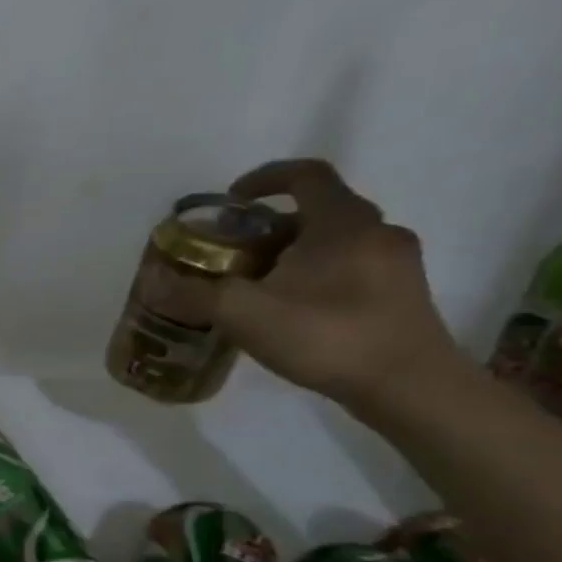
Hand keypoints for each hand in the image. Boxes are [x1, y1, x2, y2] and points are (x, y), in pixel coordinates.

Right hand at [213, 159, 462, 408]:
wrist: (409, 386)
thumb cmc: (326, 335)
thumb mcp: (243, 313)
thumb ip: (193, 293)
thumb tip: (152, 281)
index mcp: (343, 222)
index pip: (305, 175)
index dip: (264, 178)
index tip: (230, 200)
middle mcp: (377, 231)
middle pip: (315, 211)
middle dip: (267, 227)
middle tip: (229, 254)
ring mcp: (396, 263)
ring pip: (333, 242)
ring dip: (290, 254)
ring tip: (253, 286)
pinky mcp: (402, 294)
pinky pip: (349, 268)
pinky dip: (313, 276)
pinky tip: (288, 310)